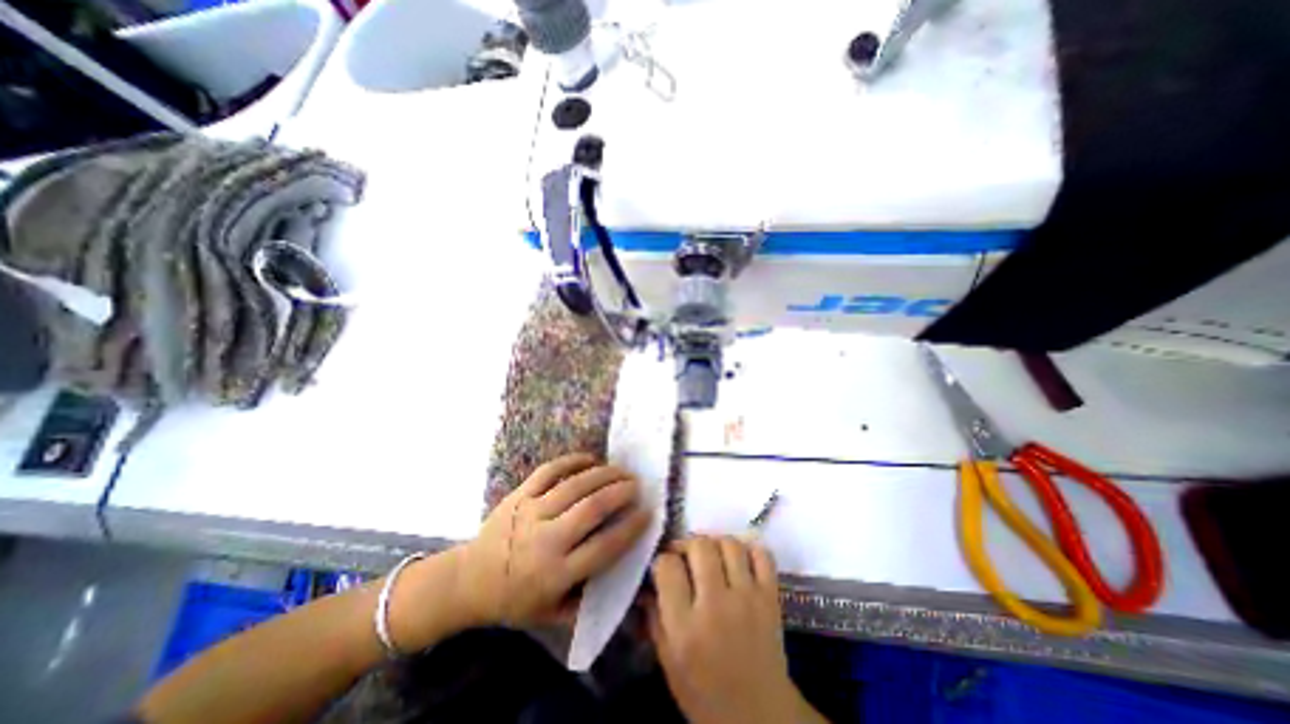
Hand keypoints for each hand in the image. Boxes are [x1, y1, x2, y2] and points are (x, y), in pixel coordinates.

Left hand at [454, 455, 656, 630]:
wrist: (468, 580)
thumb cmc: (516, 600)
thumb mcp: (553, 613)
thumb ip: (589, 599)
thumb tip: (626, 581)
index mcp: (556, 574)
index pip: (603, 547)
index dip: (630, 528)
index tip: (647, 513)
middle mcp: (545, 540)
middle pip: (591, 509)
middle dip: (620, 493)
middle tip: (637, 485)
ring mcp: (530, 512)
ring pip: (574, 486)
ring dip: (603, 474)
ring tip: (621, 471)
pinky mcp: (519, 494)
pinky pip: (549, 471)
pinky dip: (573, 461)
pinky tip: (591, 459)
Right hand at [651, 535, 819, 723]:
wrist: (760, 719)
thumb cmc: (705, 695)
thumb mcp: (669, 663)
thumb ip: (654, 618)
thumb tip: (646, 583)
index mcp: (685, 627)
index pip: (667, 566)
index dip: (662, 560)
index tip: (664, 568)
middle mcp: (716, 605)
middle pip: (700, 546)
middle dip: (688, 545)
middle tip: (686, 557)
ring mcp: (748, 598)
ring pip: (730, 544)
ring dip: (716, 543)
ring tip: (712, 556)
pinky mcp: (771, 597)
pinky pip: (762, 555)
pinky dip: (750, 549)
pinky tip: (739, 559)